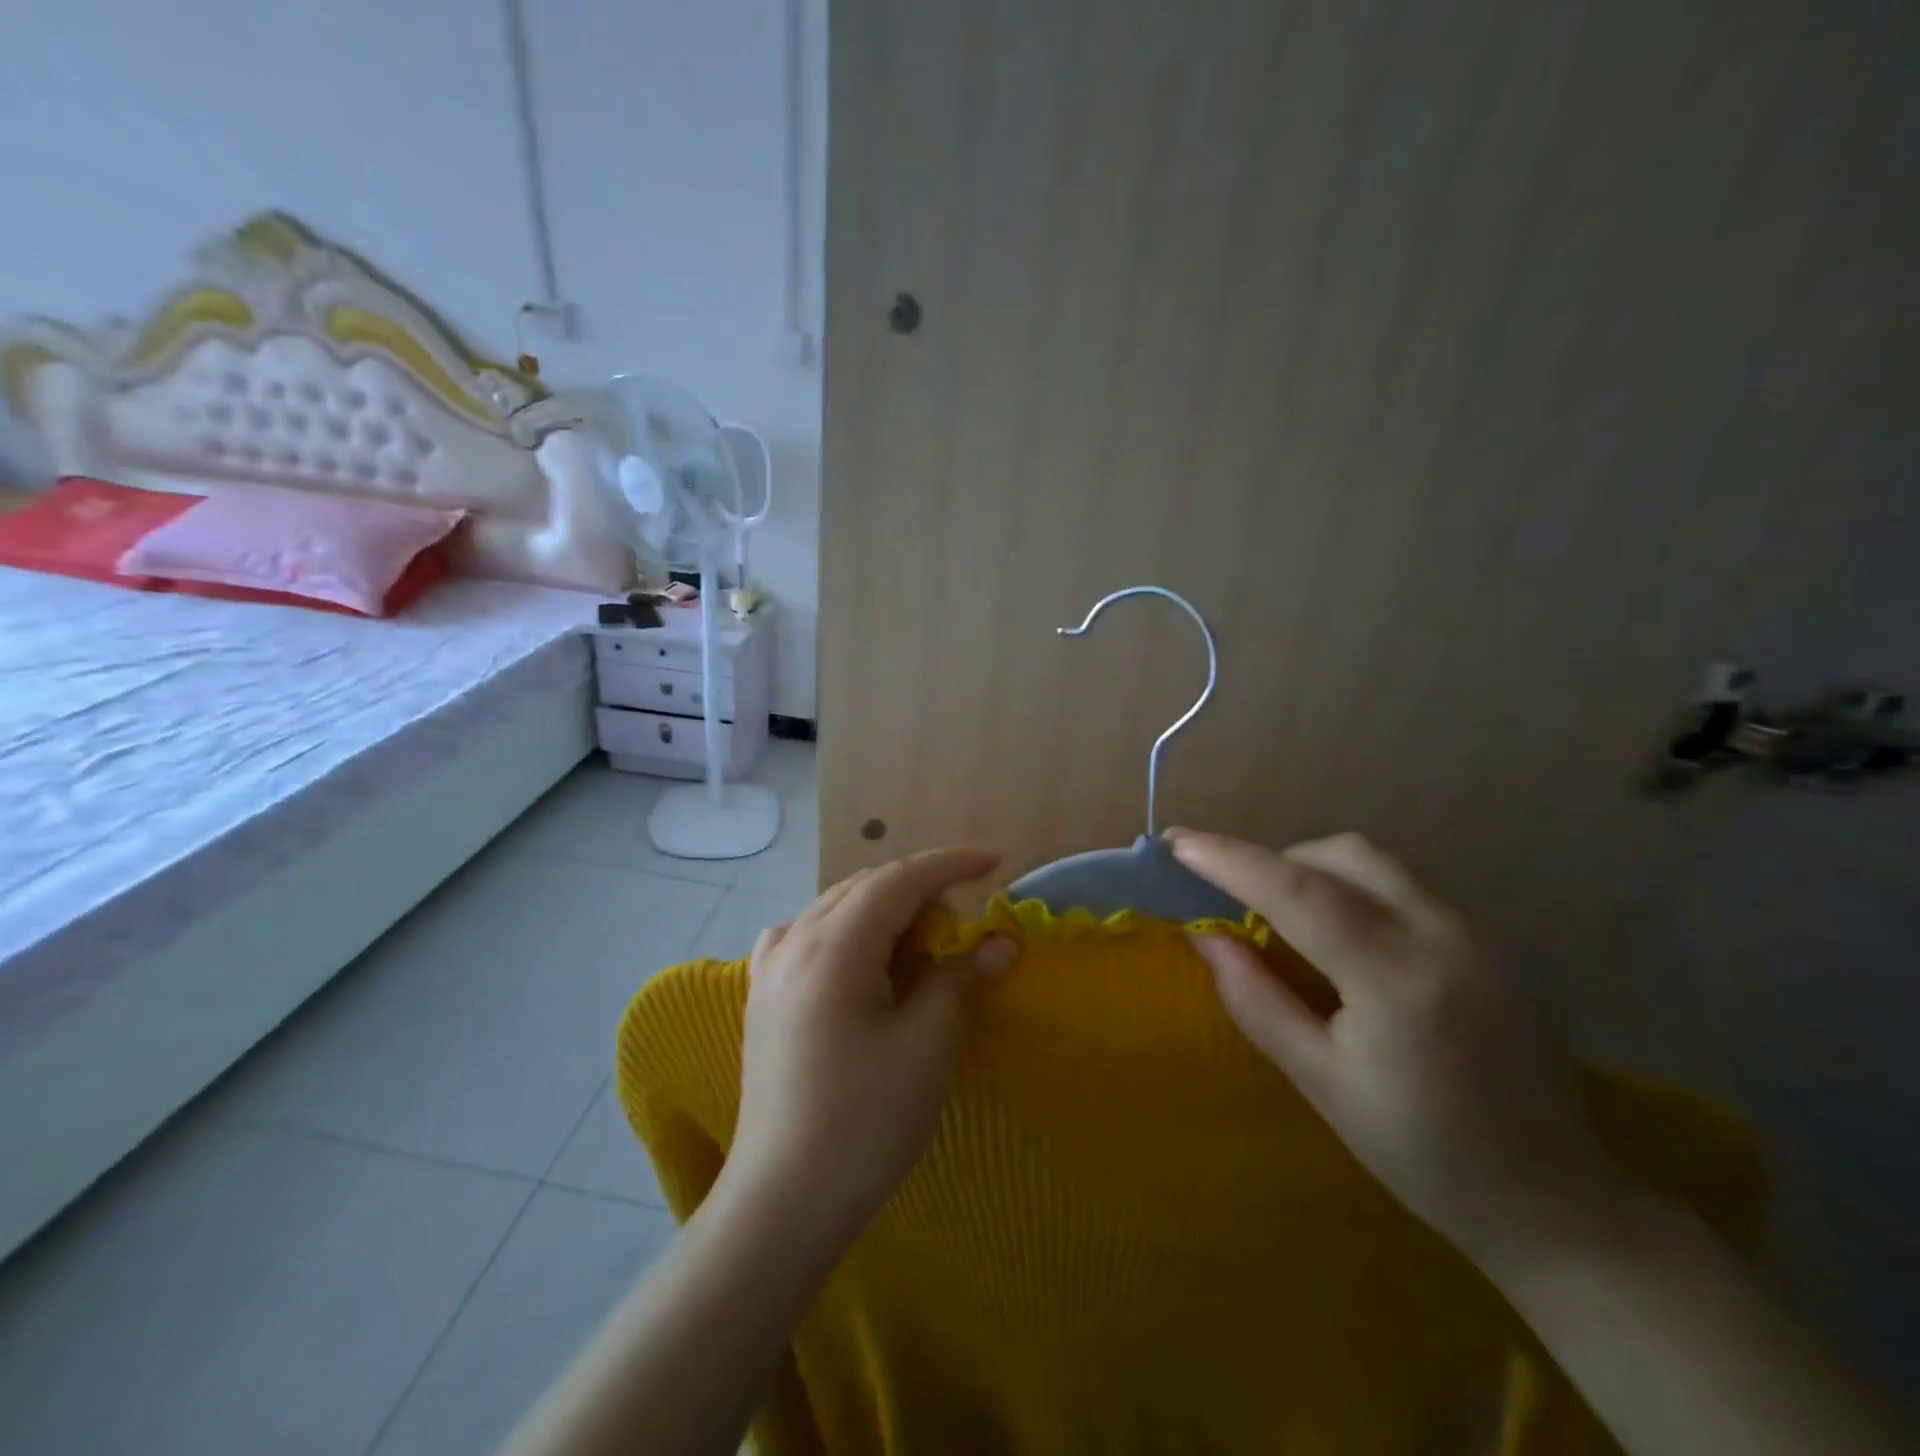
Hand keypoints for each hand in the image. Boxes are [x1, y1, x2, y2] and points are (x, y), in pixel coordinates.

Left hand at [721, 848, 1016, 1253]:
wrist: (782, 1202)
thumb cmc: (862, 1124)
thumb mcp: (926, 1049)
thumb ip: (960, 981)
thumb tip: (999, 943)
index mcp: (831, 947)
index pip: (898, 879)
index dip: (950, 864)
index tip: (995, 861)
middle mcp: (793, 941)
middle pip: (866, 887)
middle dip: (921, 889)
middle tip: (964, 923)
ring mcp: (770, 967)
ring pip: (837, 907)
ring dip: (886, 909)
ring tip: (922, 942)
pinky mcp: (763, 994)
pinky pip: (808, 933)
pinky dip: (849, 930)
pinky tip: (861, 958)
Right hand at [1171, 829, 1630, 1266]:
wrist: (1555, 1203)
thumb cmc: (1421, 1154)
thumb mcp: (1320, 1083)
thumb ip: (1256, 1000)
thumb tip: (1205, 936)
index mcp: (1398, 981)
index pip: (1299, 893)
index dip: (1232, 861)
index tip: (1179, 842)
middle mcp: (1446, 937)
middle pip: (1345, 855)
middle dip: (1278, 859)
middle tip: (1235, 895)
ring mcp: (1481, 935)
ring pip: (1379, 863)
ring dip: (1318, 870)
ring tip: (1285, 914)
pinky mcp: (1495, 943)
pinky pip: (1407, 887)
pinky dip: (1356, 889)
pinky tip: (1344, 936)